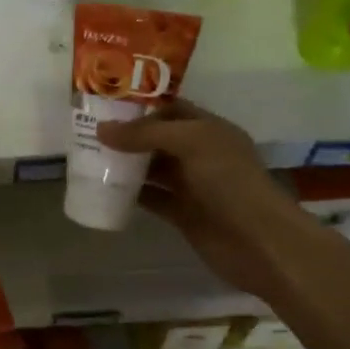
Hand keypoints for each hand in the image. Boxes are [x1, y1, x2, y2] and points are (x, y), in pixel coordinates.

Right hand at [94, 101, 291, 298]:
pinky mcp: (183, 214)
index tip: (108, 106)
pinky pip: (152, 198)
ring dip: (127, 164)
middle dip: (129, 135)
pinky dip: (131, 194)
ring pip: (153, 169)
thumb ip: (146, 135)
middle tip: (90, 132)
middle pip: (159, 139)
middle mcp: (201, 154)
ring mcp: (192, 185)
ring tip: (91, 158)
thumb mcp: (191, 143)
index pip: (172, 110)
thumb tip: (101, 129)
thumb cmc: (229, 182)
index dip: (143, 107)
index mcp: (210, 130)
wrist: (259, 241)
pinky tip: (105, 189)